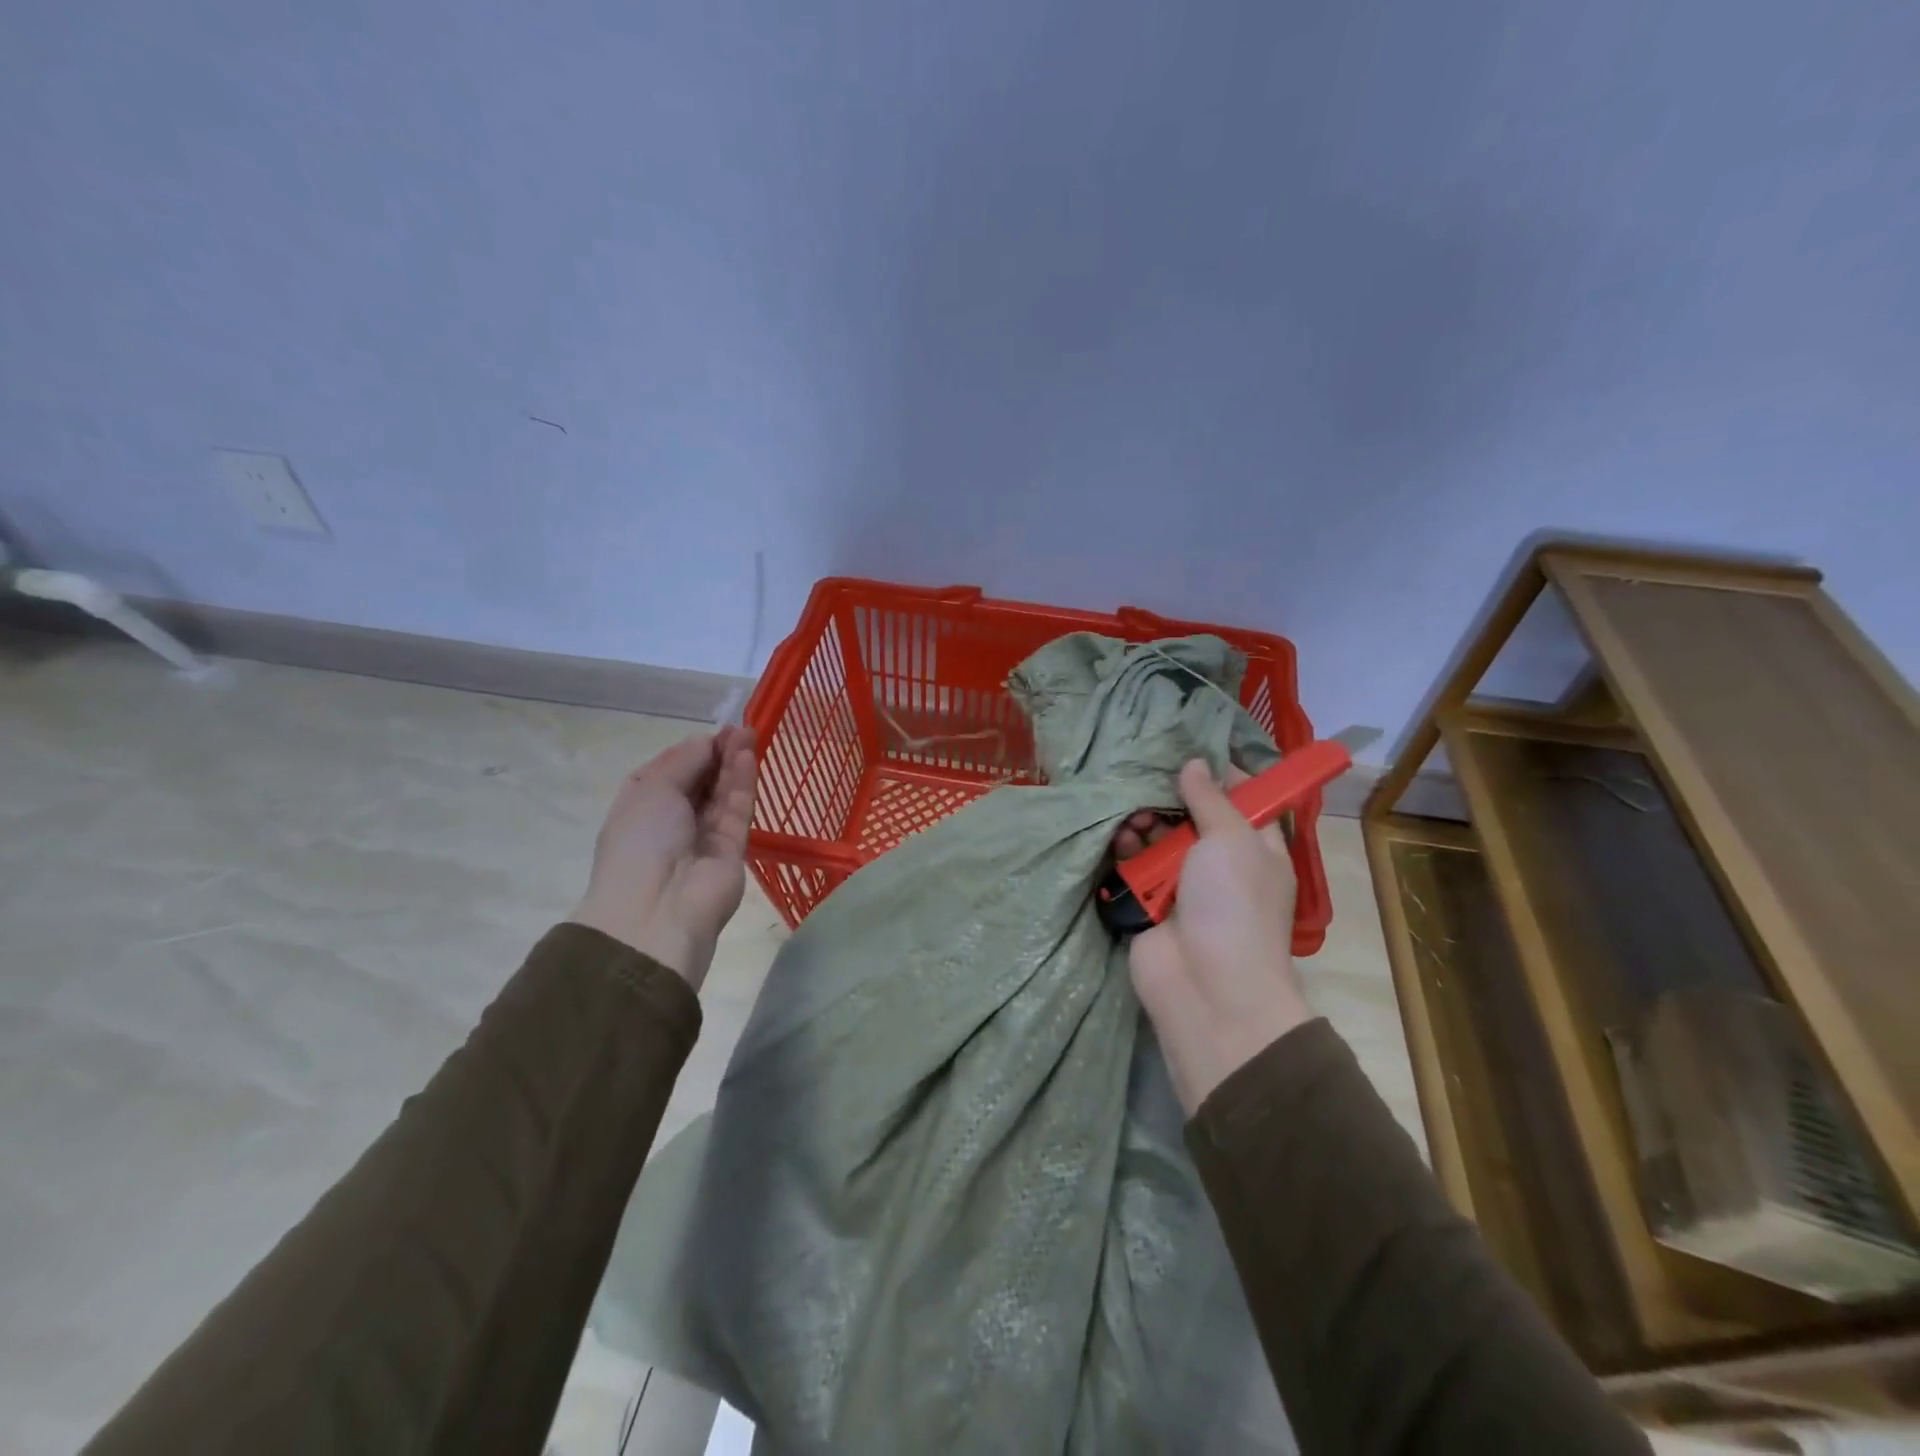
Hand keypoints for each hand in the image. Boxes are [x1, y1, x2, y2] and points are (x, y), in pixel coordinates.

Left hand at [570, 726, 757, 987]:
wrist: (658, 909)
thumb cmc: (641, 842)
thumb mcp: (652, 788)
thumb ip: (686, 760)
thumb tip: (709, 742)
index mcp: (643, 806)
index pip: (672, 770)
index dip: (694, 750)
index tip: (717, 730)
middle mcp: (674, 820)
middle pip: (702, 781)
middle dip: (719, 754)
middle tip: (741, 729)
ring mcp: (704, 836)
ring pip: (723, 794)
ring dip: (734, 764)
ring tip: (750, 734)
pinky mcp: (733, 849)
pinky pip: (738, 810)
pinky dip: (743, 784)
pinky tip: (749, 758)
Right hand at [1129, 759, 1313, 1113]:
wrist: (1208, 987)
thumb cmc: (1233, 904)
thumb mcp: (1232, 839)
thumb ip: (1211, 799)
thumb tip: (1196, 763)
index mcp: (1256, 849)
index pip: (1243, 802)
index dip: (1221, 777)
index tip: (1191, 752)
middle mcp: (1220, 865)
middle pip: (1191, 818)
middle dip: (1170, 799)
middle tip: (1149, 783)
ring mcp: (1183, 887)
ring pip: (1158, 841)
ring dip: (1144, 824)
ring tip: (1132, 818)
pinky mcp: (1149, 906)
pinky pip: (1134, 868)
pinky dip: (1126, 852)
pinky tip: (1118, 839)